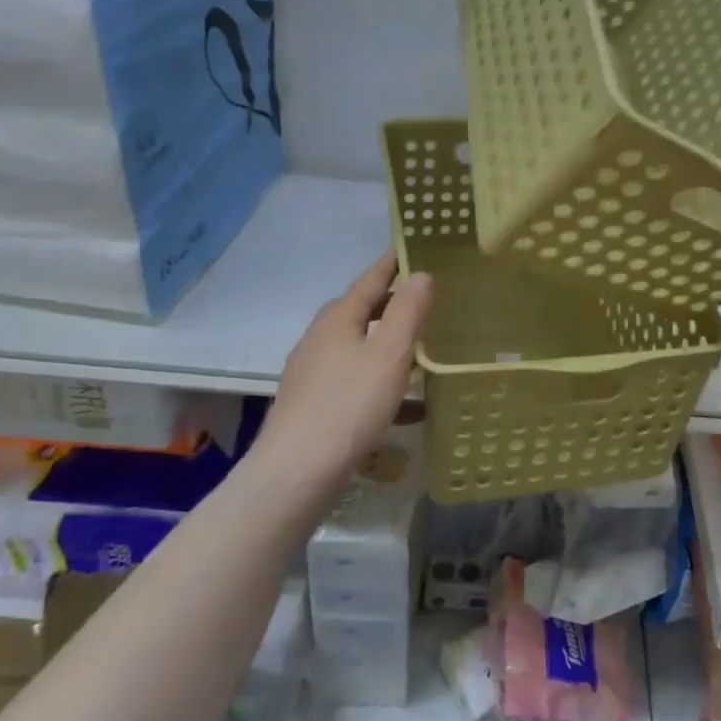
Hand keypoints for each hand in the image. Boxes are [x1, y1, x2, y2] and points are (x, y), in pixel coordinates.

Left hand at [257, 253, 432, 481]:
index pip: (370, 280)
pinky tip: (408, 407)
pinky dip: (381, 384)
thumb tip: (421, 274)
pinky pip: (354, 382)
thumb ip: (407, 312)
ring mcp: (312, 374)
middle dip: (390, 304)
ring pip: (356, 348)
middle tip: (424, 301)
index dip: (393, 263)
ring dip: (386, 346)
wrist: (296, 473)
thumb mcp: (388, 354)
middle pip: (359, 312)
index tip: (413, 246)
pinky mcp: (313, 405)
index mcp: (338, 320)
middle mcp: (320, 340)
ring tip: (420, 352)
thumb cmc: (348, 406)